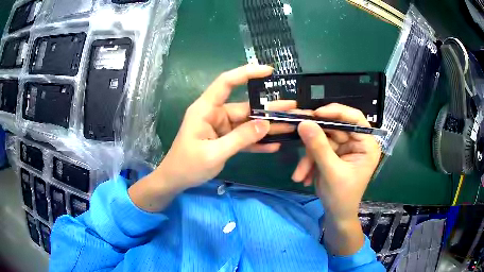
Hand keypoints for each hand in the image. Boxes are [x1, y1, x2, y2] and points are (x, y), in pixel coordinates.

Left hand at [129, 65, 295, 211]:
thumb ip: (240, 139)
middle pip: (245, 106)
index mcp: (206, 109)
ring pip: (248, 123)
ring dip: (268, 127)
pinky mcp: (225, 139)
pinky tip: (275, 144)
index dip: (246, 73)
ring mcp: (221, 127)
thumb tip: (266, 125)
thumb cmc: (187, 165)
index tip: (268, 71)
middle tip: (294, 108)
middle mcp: (215, 114)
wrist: (176, 180)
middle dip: (269, 109)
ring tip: (291, 126)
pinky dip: (258, 141)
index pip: (226, 82)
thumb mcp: (214, 153)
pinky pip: (244, 137)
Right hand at [291, 103, 380, 254]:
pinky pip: (318, 150)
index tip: (315, 114)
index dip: (336, 112)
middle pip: (335, 128)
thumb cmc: (341, 197)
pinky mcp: (334, 154)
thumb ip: (318, 147)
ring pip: (323, 140)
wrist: (337, 215)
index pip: (355, 118)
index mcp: (366, 144)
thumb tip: (304, 123)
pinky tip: (304, 177)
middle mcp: (357, 142)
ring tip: (300, 175)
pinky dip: (309, 162)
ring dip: (309, 157)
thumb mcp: (331, 172)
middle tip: (297, 134)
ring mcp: (345, 148)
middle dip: (315, 140)